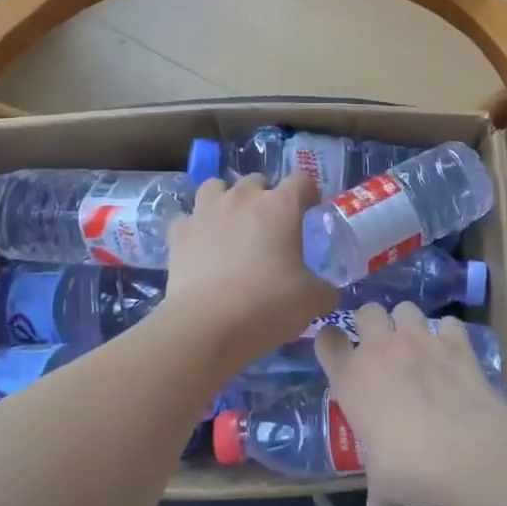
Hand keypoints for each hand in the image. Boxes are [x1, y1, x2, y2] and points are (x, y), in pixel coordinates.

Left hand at [164, 174, 336, 369]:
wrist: (207, 325)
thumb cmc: (268, 304)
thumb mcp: (312, 301)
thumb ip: (324, 290)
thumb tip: (327, 292)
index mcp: (280, 206)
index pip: (301, 180)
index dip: (308, 193)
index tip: (310, 210)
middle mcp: (242, 198)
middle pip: (256, 180)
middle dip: (265, 196)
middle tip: (270, 226)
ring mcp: (206, 211)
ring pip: (215, 187)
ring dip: (226, 199)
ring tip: (231, 224)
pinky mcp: (178, 233)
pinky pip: (188, 218)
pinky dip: (196, 227)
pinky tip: (201, 245)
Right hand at [314, 303, 506, 505]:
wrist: (467, 454)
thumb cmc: (410, 468)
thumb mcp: (384, 484)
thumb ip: (378, 492)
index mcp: (351, 377)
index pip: (327, 340)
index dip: (330, 343)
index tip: (338, 354)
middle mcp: (381, 349)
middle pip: (366, 310)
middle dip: (371, 322)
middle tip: (380, 346)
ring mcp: (420, 340)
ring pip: (406, 307)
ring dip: (409, 322)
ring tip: (417, 344)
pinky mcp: (456, 343)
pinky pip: (449, 323)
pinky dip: (449, 334)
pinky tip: (453, 353)